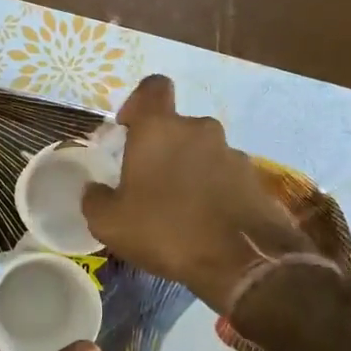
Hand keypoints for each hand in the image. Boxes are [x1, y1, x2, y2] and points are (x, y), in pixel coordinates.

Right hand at [81, 75, 340, 312]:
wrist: (244, 264)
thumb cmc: (167, 230)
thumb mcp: (110, 223)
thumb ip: (95, 199)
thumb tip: (95, 190)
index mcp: (160, 129)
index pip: (152, 87)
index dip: (138, 102)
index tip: (128, 129)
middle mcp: (199, 130)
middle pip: (176, 127)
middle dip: (162, 148)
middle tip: (148, 182)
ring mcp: (232, 153)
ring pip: (202, 152)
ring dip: (189, 171)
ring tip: (179, 209)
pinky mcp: (255, 180)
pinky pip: (225, 176)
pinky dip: (213, 191)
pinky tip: (205, 223)